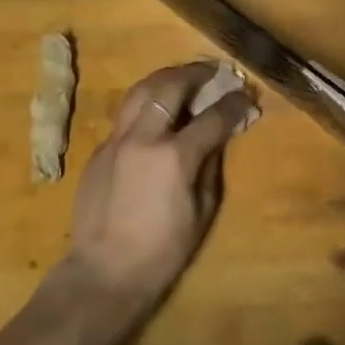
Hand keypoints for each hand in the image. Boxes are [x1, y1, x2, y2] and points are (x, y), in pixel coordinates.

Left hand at [60, 62, 257, 312]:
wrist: (104, 272)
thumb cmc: (163, 251)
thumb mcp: (202, 211)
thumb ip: (211, 165)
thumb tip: (220, 135)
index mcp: (174, 156)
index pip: (213, 116)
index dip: (234, 103)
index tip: (246, 95)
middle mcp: (143, 137)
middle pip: (170, 86)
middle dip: (196, 73)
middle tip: (213, 71)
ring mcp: (116, 140)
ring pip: (140, 90)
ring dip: (165, 78)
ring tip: (182, 77)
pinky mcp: (98, 150)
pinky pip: (125, 116)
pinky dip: (145, 105)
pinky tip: (155, 113)